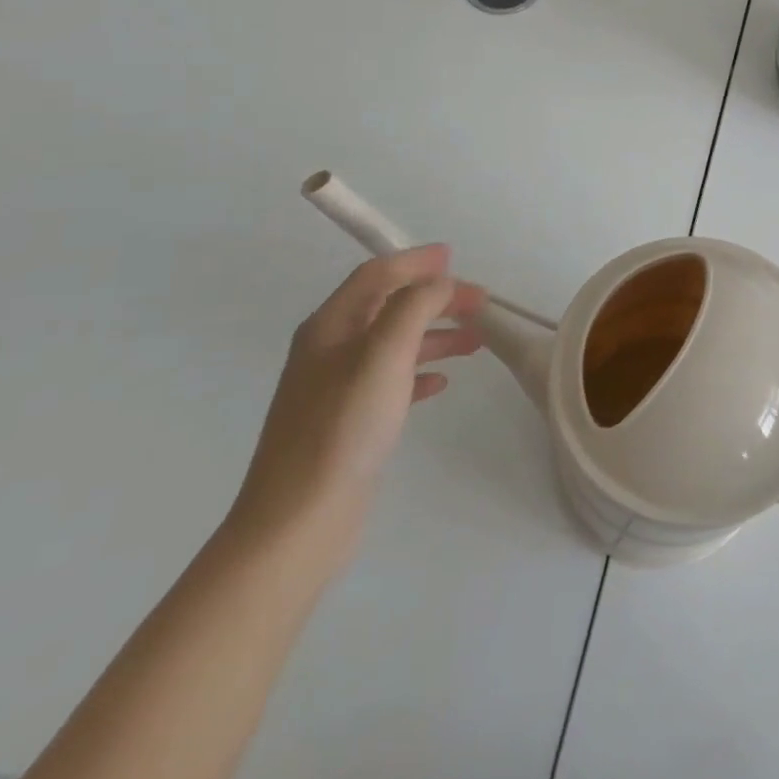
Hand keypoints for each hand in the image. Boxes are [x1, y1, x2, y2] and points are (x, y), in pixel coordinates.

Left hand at [228, 245, 486, 558]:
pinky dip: (420, 371)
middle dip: (434, 298)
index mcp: (330, 327)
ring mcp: (336, 388)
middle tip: (480, 303)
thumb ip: (415, 307)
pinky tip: (442, 383)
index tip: (455, 257)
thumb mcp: (384, 354)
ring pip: (394, 343)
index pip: (376, 276)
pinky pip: (391, 380)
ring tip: (476, 342)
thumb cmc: (343, 428)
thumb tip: (440, 282)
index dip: (415, 261)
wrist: (298, 521)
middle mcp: (329, 350)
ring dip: (435, 334)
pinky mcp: (348, 422)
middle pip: (388, 306)